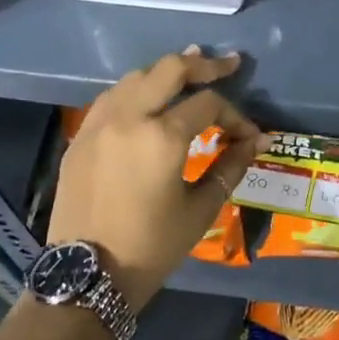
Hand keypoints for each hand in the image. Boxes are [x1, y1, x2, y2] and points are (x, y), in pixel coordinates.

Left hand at [48, 48, 263, 310]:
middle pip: (169, 69)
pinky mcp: (80, 136)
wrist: (87, 275)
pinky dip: (136, 90)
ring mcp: (98, 123)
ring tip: (190, 73)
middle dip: (203, 64)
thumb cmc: (151, 248)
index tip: (248, 134)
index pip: (208, 104)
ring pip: (136, 76)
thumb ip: (230, 166)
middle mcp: (128, 117)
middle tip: (228, 64)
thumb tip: (258, 141)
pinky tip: (149, 100)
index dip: (235, 114)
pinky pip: (111, 97)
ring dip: (166, 72)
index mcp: (162, 137)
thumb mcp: (200, 210)